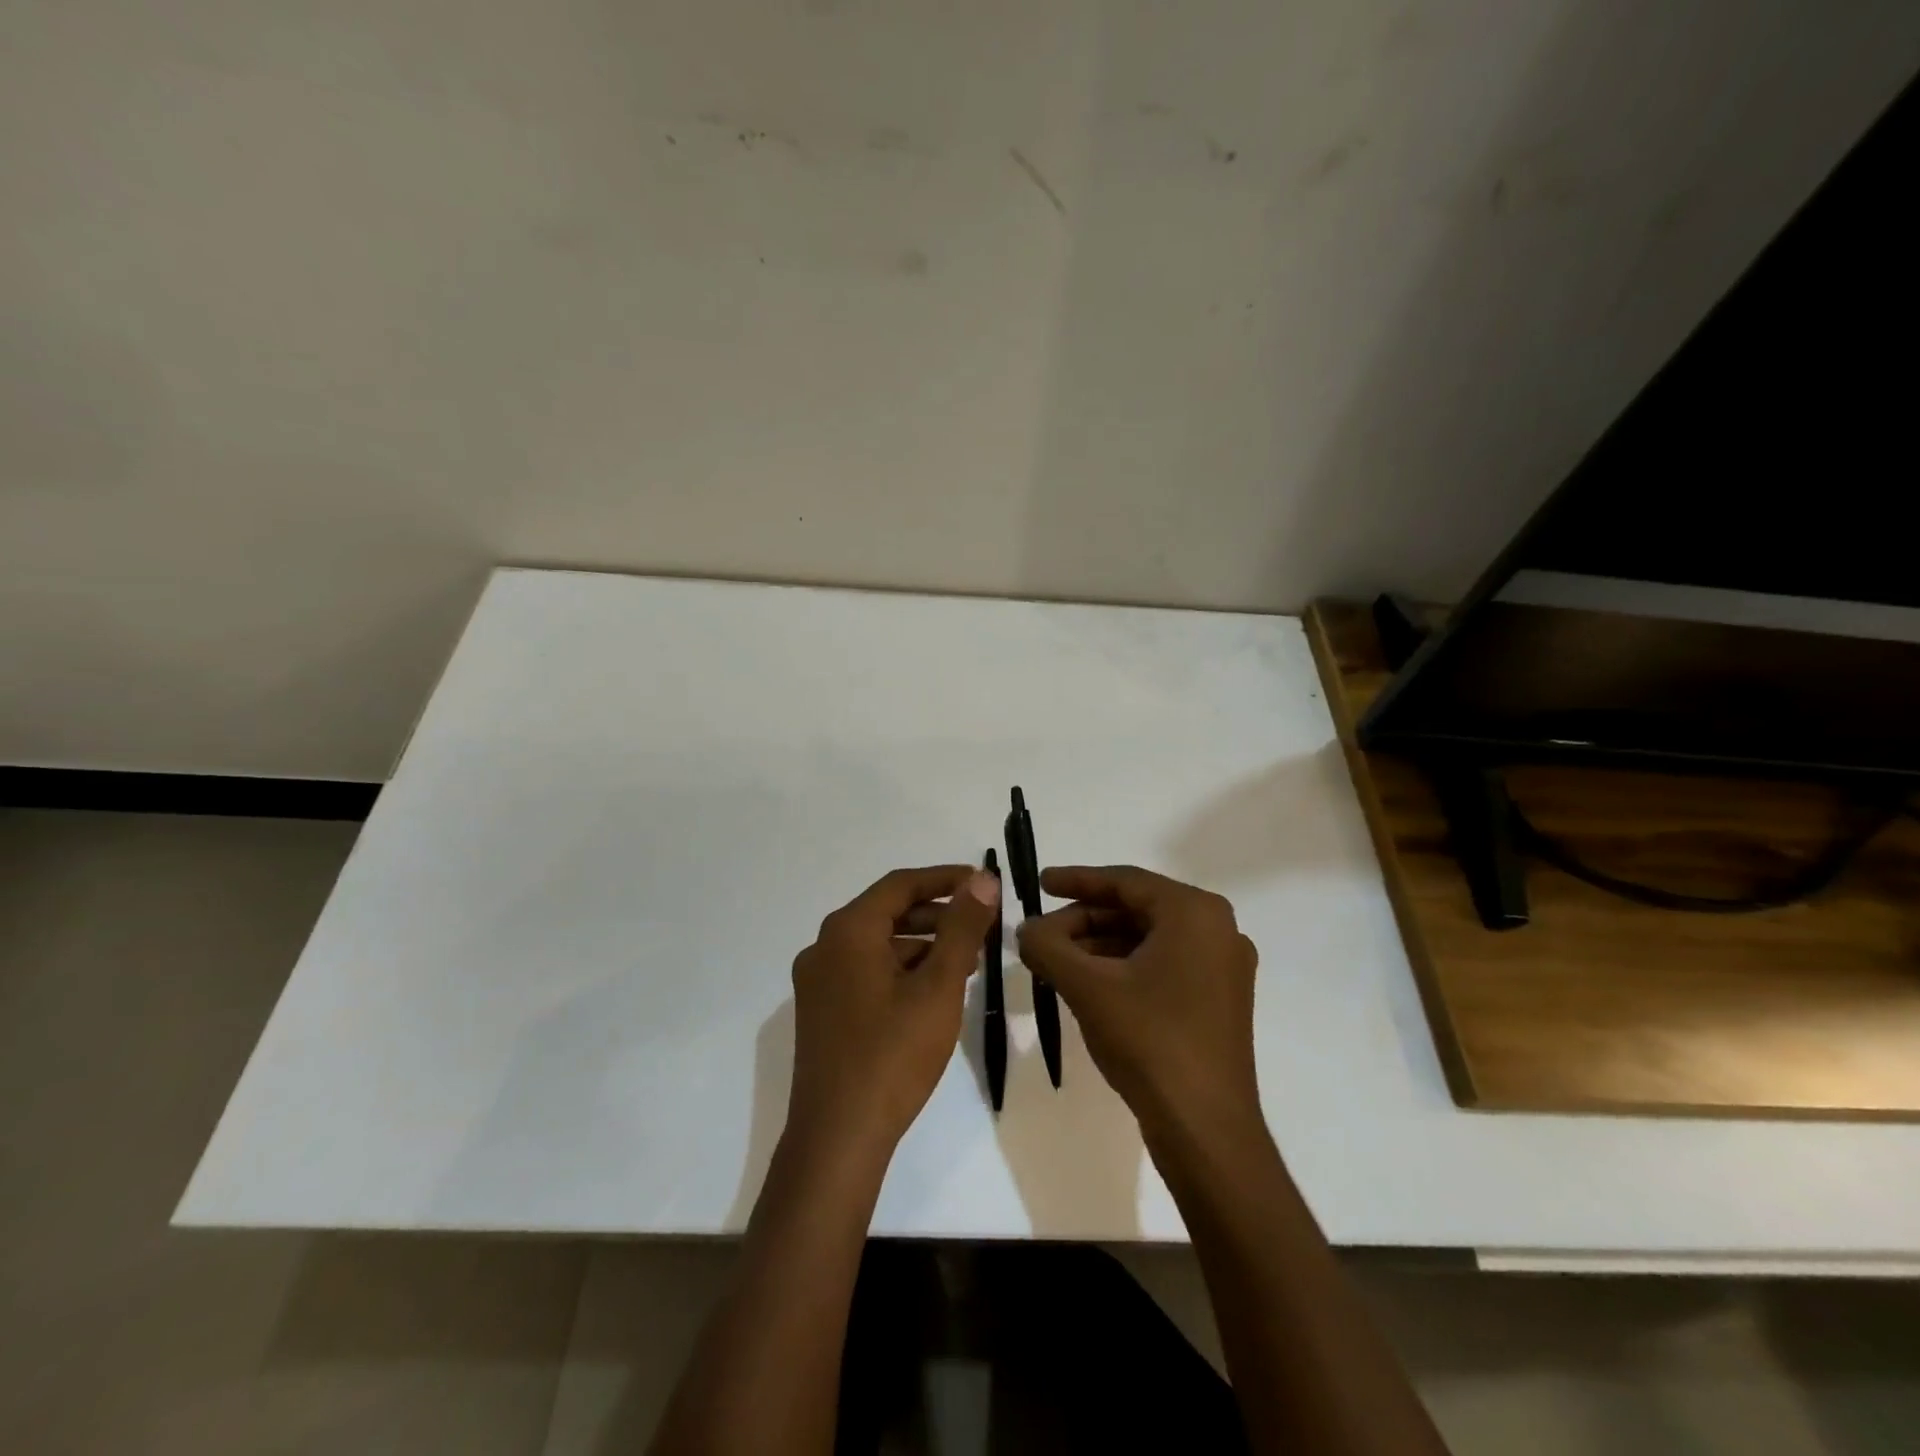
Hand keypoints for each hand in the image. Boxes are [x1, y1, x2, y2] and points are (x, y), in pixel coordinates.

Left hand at [786, 865, 1000, 1158]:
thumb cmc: (892, 1055)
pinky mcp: (820, 1012)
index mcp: (847, 931)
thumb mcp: (938, 987)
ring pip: (877, 945)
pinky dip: (900, 970)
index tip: (982, 883)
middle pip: (887, 913)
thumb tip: (983, 879)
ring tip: (965, 964)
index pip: (900, 885)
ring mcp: (817, 982)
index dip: (944, 878)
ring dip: (921, 946)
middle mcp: (824, 947)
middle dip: (937, 916)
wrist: (837, 1139)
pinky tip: (931, 994)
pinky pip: (865, 971)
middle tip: (980, 928)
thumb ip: (961, 928)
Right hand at [1017, 866, 1260, 1142]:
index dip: (1077, 880)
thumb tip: (1025, 929)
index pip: (1125, 881)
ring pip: (1148, 939)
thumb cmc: (1149, 1041)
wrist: (1206, 1129)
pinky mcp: (1219, 1000)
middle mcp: (1218, 930)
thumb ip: (1048, 947)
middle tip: (1042, 935)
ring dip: (1100, 945)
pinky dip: (1124, 967)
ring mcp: (1223, 967)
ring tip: (1056, 960)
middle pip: (1136, 909)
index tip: (1039, 883)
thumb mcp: (1087, 987)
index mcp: (1195, 913)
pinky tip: (1089, 983)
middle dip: (1084, 920)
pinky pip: (1164, 964)